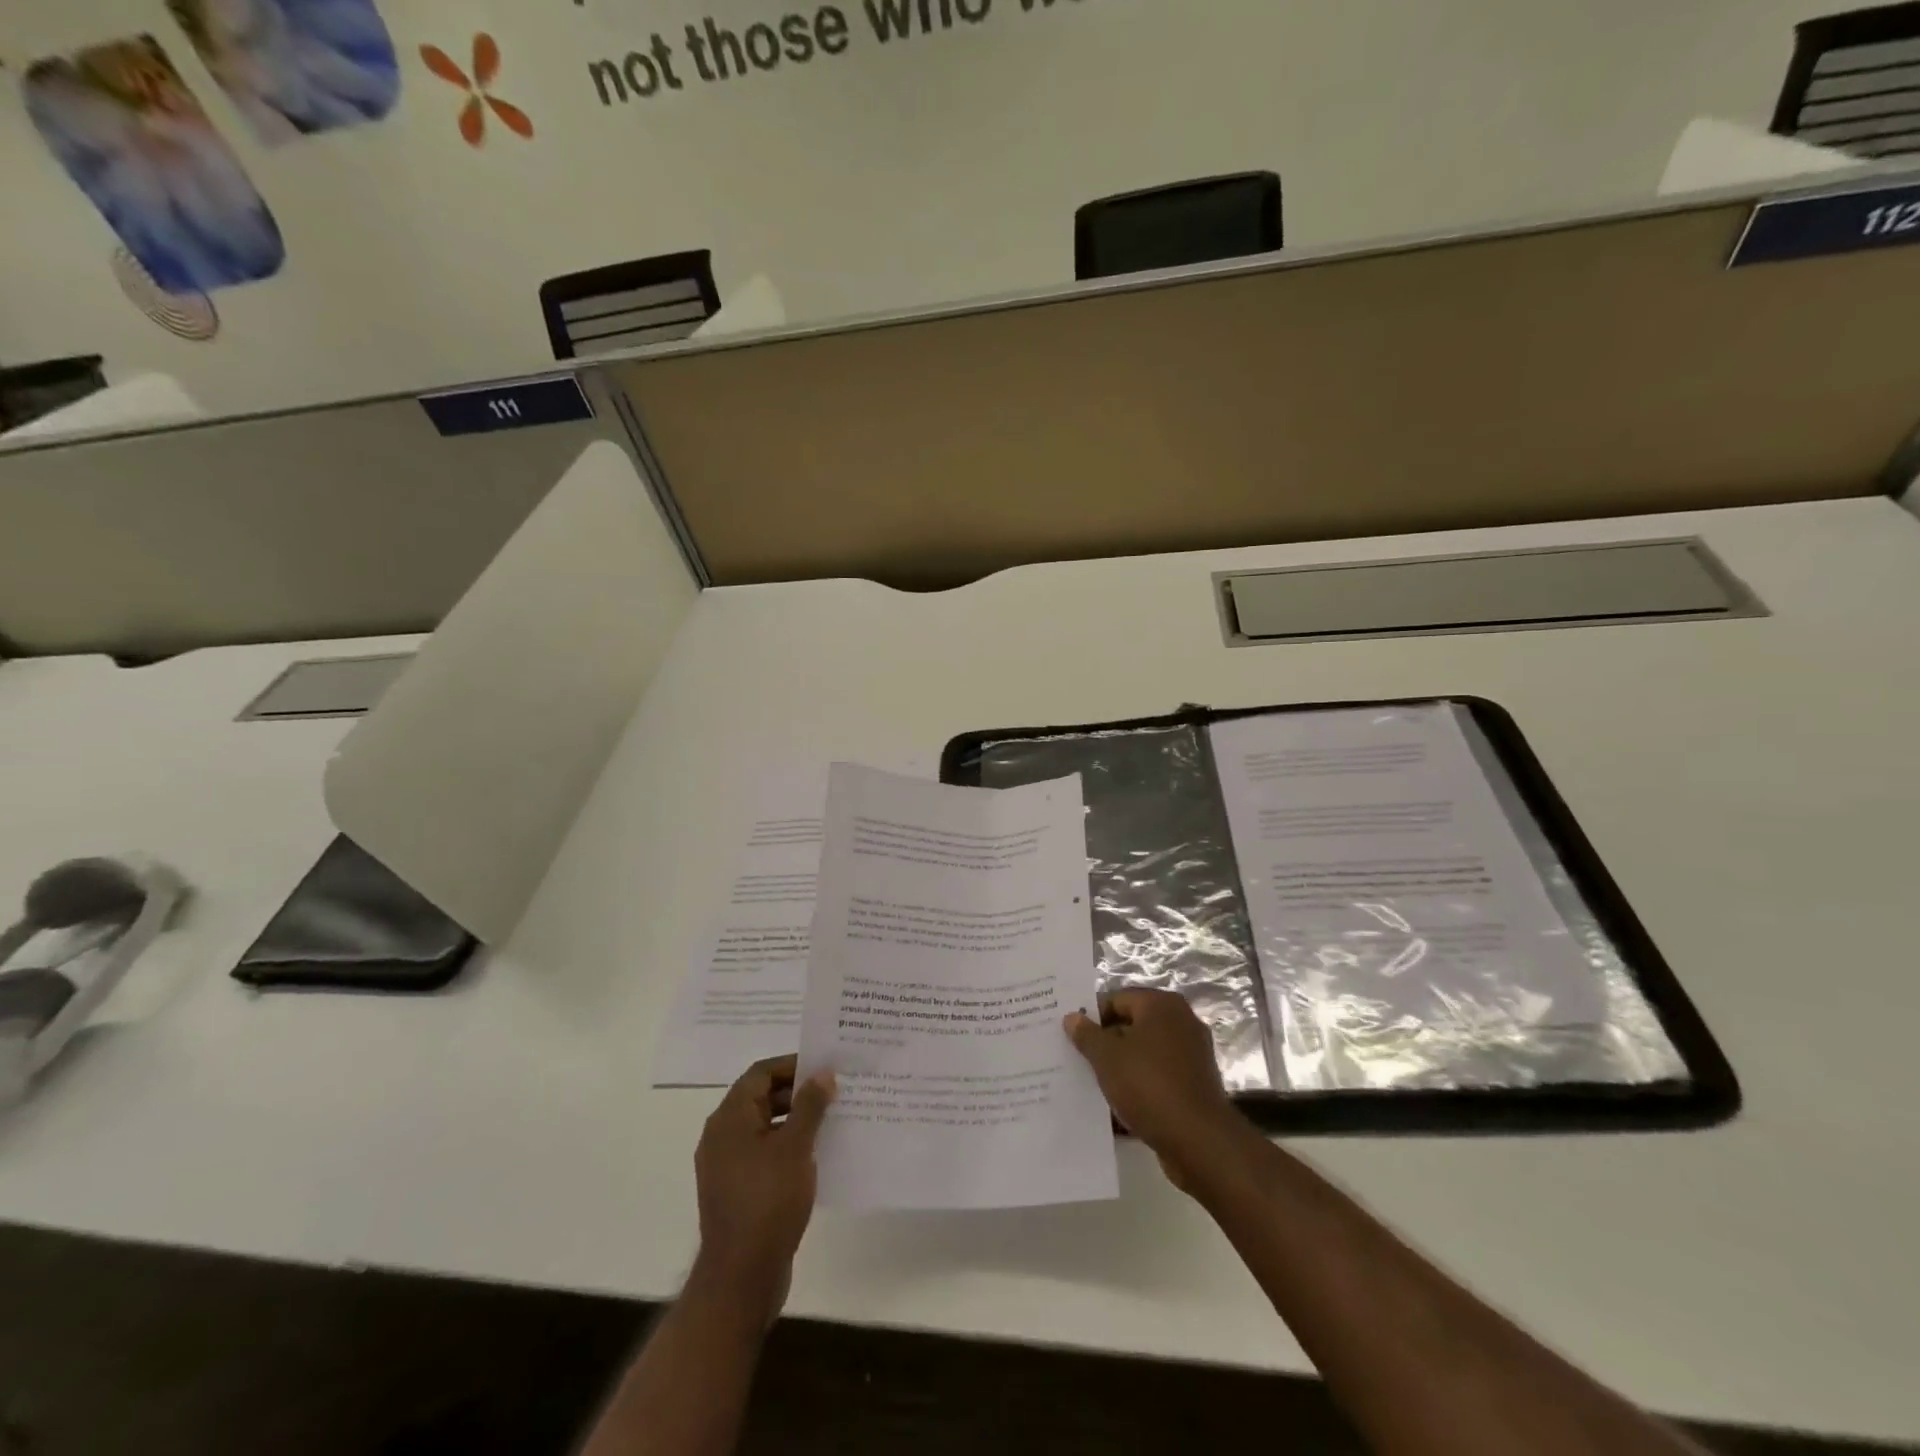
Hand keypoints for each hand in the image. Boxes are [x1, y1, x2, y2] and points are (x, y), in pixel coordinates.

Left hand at [693, 1055, 834, 1322]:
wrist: (740, 1278)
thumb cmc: (768, 1202)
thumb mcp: (795, 1147)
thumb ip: (810, 1106)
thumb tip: (822, 1074)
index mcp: (729, 1118)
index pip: (761, 1073)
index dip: (793, 1065)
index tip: (825, 1067)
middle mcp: (722, 1136)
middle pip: (761, 1097)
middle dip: (798, 1092)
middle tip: (834, 1091)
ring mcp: (726, 1165)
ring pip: (764, 1126)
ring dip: (795, 1119)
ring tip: (832, 1119)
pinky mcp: (736, 1190)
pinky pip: (763, 1153)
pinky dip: (787, 1146)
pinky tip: (816, 1154)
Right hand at [1065, 991, 1249, 1192]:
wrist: (1199, 1142)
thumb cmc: (1149, 1086)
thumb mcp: (1107, 1058)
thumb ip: (1086, 1034)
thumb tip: (1072, 1017)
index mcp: (1162, 1005)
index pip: (1116, 999)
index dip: (1091, 1017)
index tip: (1070, 1036)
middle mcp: (1181, 1022)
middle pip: (1131, 1025)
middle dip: (1104, 1042)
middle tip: (1076, 1058)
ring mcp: (1191, 1054)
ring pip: (1143, 1054)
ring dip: (1120, 1066)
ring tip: (1091, 1083)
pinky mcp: (1194, 1085)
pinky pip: (1157, 1077)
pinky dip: (1138, 1086)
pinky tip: (1116, 1104)